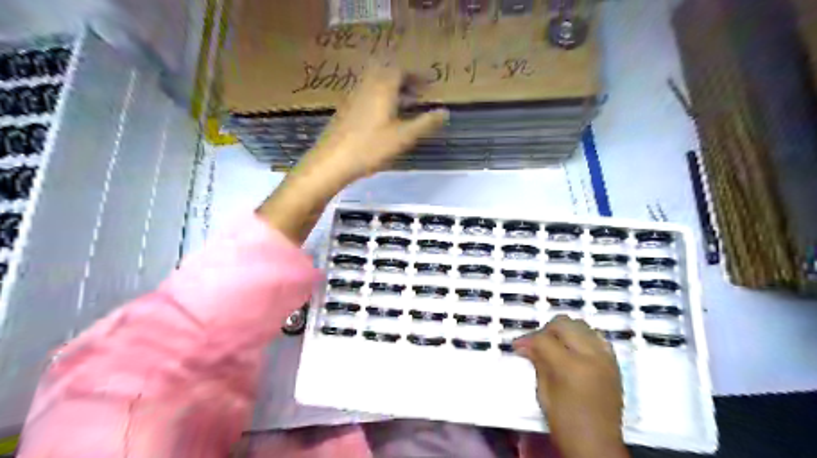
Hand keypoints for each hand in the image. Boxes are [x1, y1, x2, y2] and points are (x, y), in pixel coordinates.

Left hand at [293, 62, 445, 185]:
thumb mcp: (404, 137)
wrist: (332, 161)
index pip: (400, 70)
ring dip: (390, 90)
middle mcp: (366, 86)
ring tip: (403, 107)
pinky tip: (383, 119)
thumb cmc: (371, 147)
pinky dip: (378, 99)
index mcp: (382, 88)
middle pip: (386, 73)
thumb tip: (445, 112)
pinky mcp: (345, 110)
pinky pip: (365, 95)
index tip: (427, 85)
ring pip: (374, 84)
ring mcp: (352, 97)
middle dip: (403, 80)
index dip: (416, 76)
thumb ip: (426, 123)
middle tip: (415, 94)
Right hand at [512, 317, 626, 456]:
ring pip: (581, 325)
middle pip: (564, 324)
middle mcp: (590, 356)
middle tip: (535, 344)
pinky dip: (582, 337)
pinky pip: (596, 337)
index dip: (527, 339)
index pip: (544, 339)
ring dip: (564, 331)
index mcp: (571, 367)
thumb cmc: (565, 424)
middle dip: (545, 330)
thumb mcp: (544, 393)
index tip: (517, 345)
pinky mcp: (613, 362)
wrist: (598, 445)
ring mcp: (605, 358)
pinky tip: (573, 348)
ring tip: (554, 344)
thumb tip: (525, 345)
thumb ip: (538, 362)